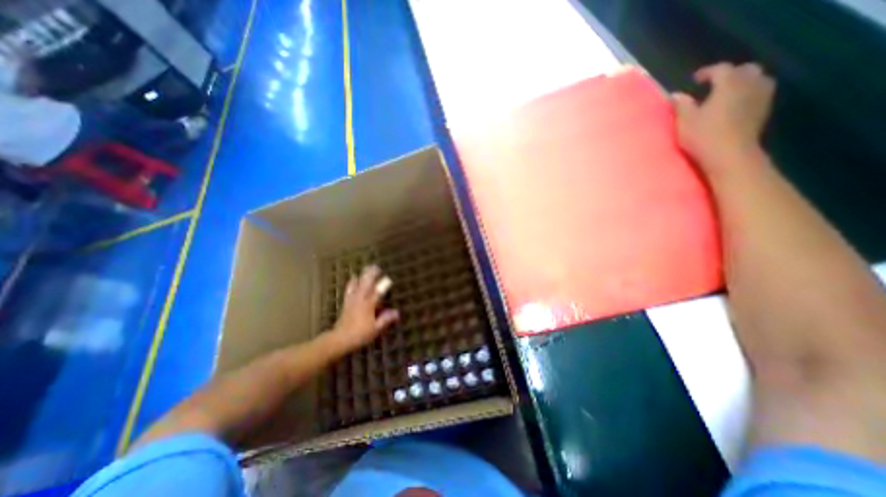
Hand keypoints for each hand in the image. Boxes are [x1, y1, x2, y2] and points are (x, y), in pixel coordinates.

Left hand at [327, 265, 399, 351]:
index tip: (389, 279)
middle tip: (376, 267)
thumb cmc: (360, 334)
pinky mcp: (346, 302)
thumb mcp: (376, 329)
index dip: (384, 285)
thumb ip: (386, 319)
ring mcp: (352, 299)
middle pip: (366, 283)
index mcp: (369, 305)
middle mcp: (360, 299)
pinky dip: (352, 282)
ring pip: (357, 283)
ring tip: (366, 269)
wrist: (340, 339)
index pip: (378, 292)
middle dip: (371, 274)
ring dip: (362, 275)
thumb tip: (397, 312)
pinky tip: (353, 278)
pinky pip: (349, 289)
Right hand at [672, 61, 777, 172]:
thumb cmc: (704, 135)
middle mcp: (750, 83)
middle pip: (744, 70)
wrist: (729, 154)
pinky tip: (736, 102)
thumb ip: (681, 105)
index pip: (720, 69)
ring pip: (756, 79)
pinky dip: (748, 92)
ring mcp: (761, 96)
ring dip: (742, 82)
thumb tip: (676, 94)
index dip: (707, 72)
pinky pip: (759, 92)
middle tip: (713, 84)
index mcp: (729, 83)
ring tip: (726, 92)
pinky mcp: (763, 109)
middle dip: (729, 74)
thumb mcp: (685, 121)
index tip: (694, 79)